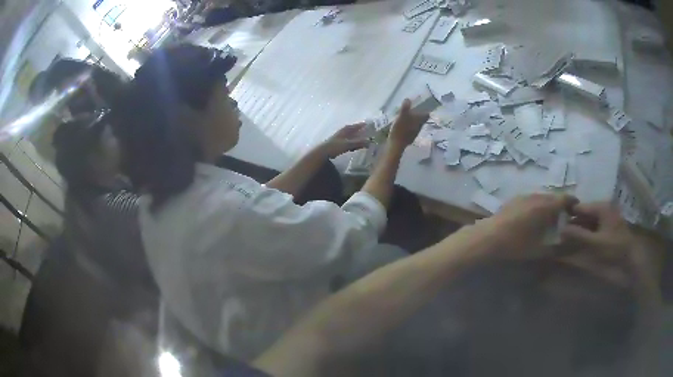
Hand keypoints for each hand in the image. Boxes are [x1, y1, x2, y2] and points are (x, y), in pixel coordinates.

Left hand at [319, 123, 370, 157]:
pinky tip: (355, 146)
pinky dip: (353, 142)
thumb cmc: (335, 146)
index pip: (356, 125)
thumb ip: (359, 143)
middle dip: (360, 130)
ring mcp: (341, 137)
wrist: (323, 152)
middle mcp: (343, 131)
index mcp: (346, 129)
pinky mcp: (339, 143)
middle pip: (354, 130)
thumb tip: (370, 142)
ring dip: (357, 137)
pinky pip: (349, 141)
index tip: (370, 125)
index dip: (363, 125)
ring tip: (364, 139)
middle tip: (368, 132)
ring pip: (351, 135)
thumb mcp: (348, 144)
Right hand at [388, 99, 428, 148]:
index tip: (423, 106)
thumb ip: (405, 108)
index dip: (426, 110)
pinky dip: (409, 125)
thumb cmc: (400, 130)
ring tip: (407, 115)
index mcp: (419, 121)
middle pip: (422, 119)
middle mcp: (419, 127)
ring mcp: (414, 133)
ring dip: (413, 120)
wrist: (396, 145)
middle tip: (413, 109)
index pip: (426, 115)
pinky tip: (403, 124)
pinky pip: (411, 129)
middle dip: (418, 114)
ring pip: (416, 124)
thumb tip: (408, 99)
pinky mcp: (409, 137)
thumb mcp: (402, 117)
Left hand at [478, 193, 577, 258]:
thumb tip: (565, 244)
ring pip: (543, 196)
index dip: (572, 203)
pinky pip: (532, 198)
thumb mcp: (538, 250)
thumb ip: (555, 247)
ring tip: (550, 217)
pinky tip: (535, 216)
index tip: (576, 209)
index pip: (564, 199)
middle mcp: (537, 197)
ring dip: (549, 204)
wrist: (487, 237)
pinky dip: (538, 204)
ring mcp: (524, 196)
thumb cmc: (515, 245)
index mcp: (545, 206)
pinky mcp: (515, 199)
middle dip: (561, 204)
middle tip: (564, 217)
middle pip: (554, 197)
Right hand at [561, 203, 660, 289]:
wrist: (631, 261)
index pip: (580, 207)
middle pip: (584, 214)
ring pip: (588, 222)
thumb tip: (561, 229)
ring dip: (579, 230)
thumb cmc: (614, 249)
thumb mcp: (595, 244)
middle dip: (573, 224)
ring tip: (567, 241)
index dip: (568, 214)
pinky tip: (579, 244)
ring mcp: (607, 219)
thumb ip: (578, 235)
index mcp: (601, 207)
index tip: (556, 224)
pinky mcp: (609, 229)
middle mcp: (604, 209)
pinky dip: (586, 235)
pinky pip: (594, 229)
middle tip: (560, 236)